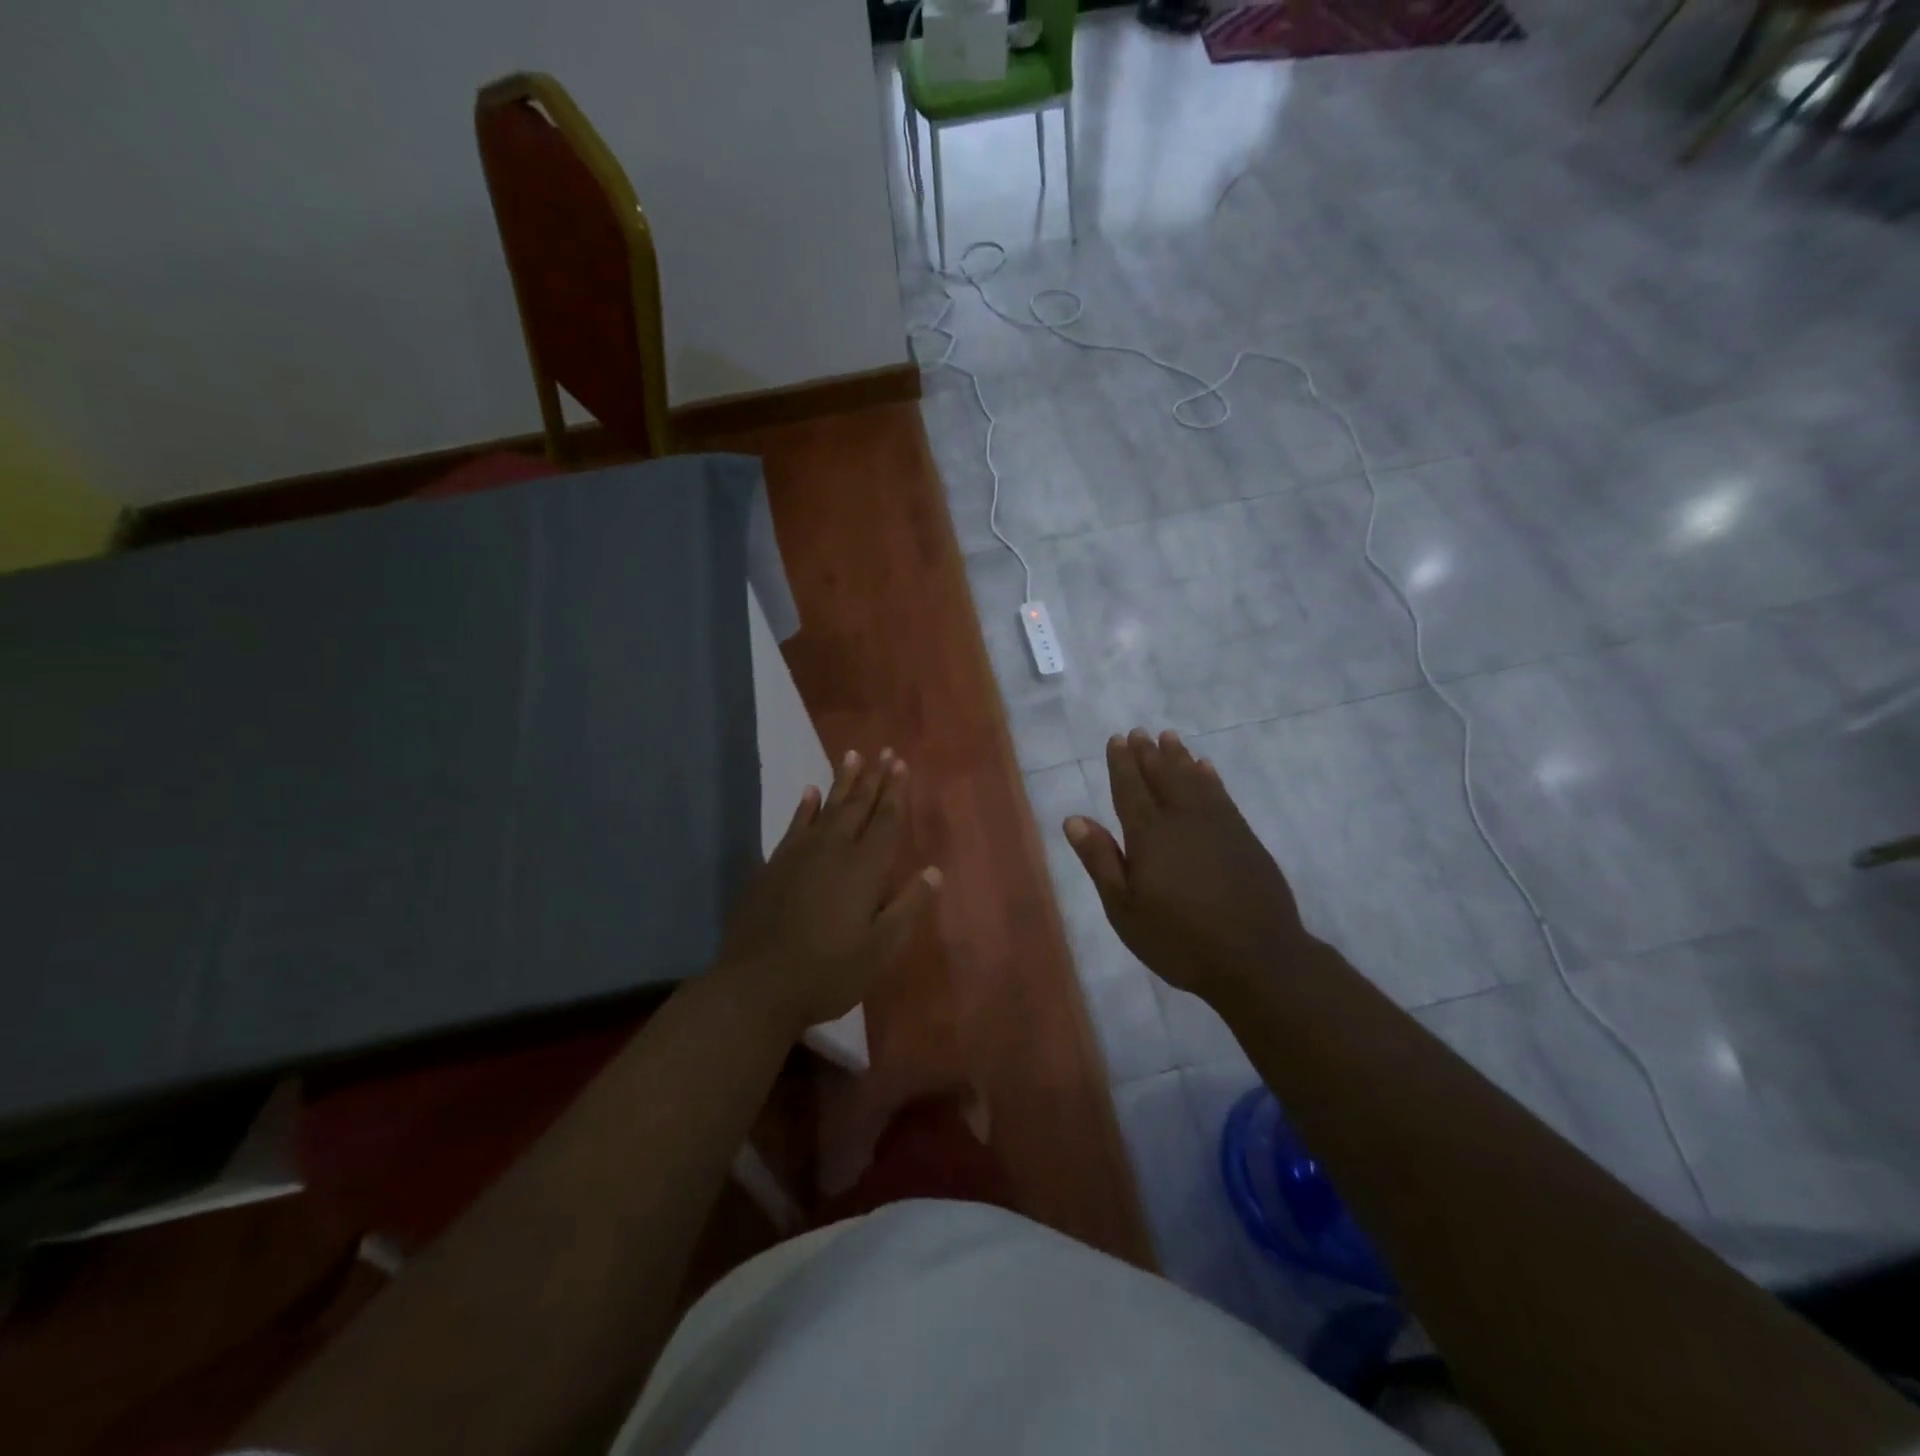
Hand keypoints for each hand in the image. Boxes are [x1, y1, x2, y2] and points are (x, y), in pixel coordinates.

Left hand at [719, 747, 940, 1033]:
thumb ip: (908, 907)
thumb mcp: (881, 949)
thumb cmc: (829, 972)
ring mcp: (799, 855)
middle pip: (857, 806)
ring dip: (842, 782)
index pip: (885, 821)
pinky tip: (809, 792)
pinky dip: (805, 806)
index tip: (900, 764)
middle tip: (883, 751)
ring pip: (826, 808)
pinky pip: (795, 825)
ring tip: (852, 756)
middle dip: (873, 778)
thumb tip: (934, 872)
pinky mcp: (774, 865)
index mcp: (864, 869)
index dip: (895, 792)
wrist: (758, 985)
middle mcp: (833, 851)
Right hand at [1064, 728, 1311, 1000]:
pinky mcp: (1244, 837)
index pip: (1131, 789)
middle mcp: (1183, 819)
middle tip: (1140, 732)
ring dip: (1179, 757)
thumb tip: (1074, 818)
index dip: (1122, 763)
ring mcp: (1218, 825)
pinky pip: (1222, 795)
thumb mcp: (1125, 909)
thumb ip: (1100, 860)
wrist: (1256, 959)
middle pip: (1163, 777)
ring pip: (1194, 780)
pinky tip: (1206, 768)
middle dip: (1149, 754)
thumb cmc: (1179, 939)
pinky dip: (1210, 778)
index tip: (1117, 739)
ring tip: (1169, 738)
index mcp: (1149, 835)